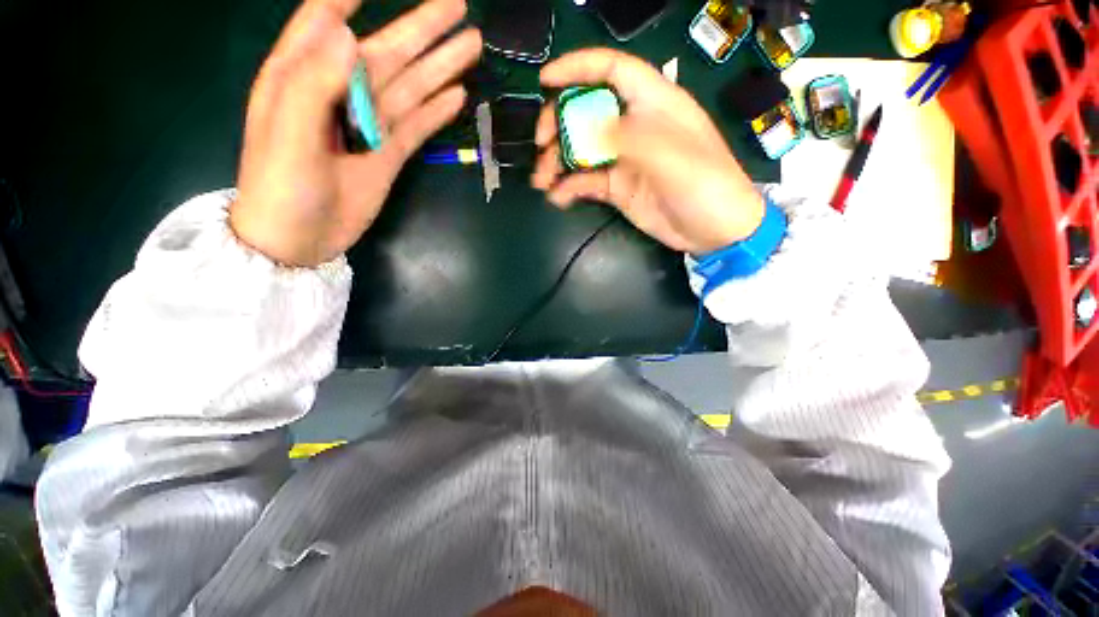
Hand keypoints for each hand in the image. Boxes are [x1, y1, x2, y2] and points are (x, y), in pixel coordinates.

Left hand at [230, 0, 481, 265]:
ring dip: (440, 67)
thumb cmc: (281, 186)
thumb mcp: (288, 133)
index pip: (326, 18)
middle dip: (422, 28)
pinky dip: (437, 111)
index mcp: (304, 74)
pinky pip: (417, 124)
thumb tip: (348, 32)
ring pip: (410, 86)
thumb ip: (313, 82)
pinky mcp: (388, 153)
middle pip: (387, 51)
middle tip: (458, 6)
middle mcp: (341, 92)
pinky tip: (457, 96)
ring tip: (471, 46)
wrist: (299, 238)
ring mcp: (370, 124)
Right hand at [532, 50, 764, 255]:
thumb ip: (632, 138)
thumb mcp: (673, 157)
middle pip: (587, 111)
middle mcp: (634, 127)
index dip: (578, 68)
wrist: (714, 232)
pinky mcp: (618, 187)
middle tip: (541, 144)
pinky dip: (569, 188)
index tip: (545, 80)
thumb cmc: (706, 186)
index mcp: (654, 104)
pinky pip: (586, 182)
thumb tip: (589, 129)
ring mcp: (624, 159)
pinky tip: (558, 197)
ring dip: (557, 163)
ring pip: (582, 151)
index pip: (612, 70)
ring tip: (541, 181)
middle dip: (559, 123)